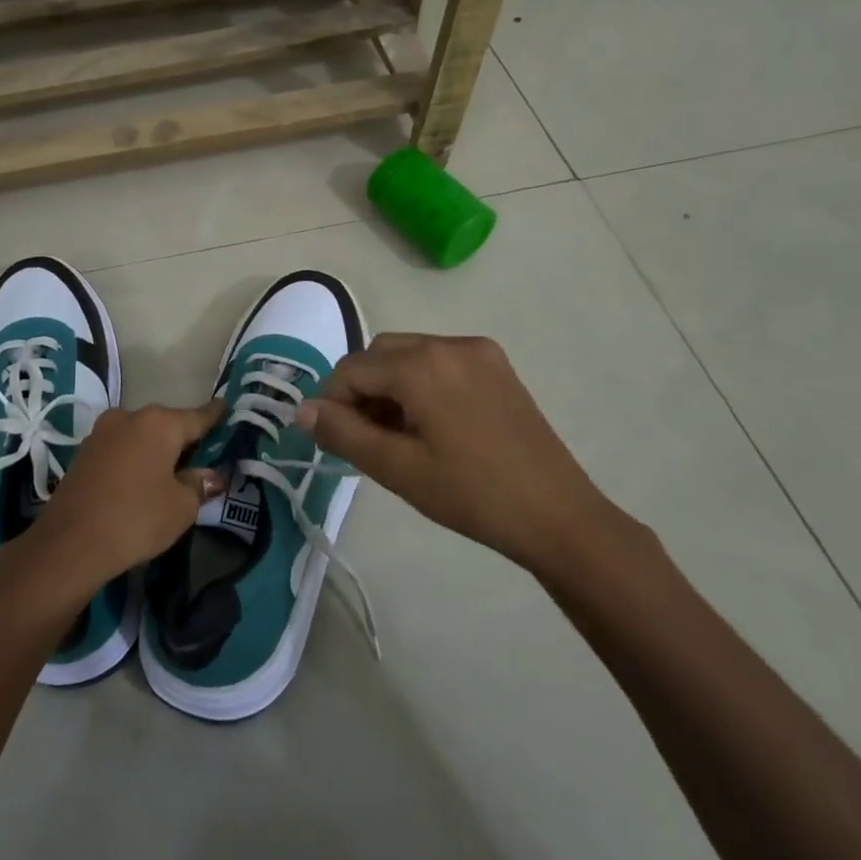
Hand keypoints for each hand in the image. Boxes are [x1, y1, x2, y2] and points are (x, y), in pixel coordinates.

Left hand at [24, 399, 226, 598]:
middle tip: (201, 458)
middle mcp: (130, 416)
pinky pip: (121, 449)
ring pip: (140, 436)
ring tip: (170, 473)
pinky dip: (134, 459)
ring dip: (155, 450)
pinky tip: (140, 481)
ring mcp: (102, 432)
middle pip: (167, 424)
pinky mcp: (83, 452)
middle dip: (183, 439)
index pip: (198, 416)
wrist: (70, 542)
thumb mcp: (182, 507)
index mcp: (160, 423)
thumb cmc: (137, 518)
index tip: (226, 407)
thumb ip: (199, 484)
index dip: (215, 416)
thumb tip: (211, 475)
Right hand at [295, 333, 617, 572]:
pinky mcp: (497, 366)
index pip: (351, 369)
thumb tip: (302, 410)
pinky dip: (420, 384)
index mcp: (422, 364)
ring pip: (409, 356)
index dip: (331, 402)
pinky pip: (439, 362)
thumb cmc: (471, 495)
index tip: (332, 440)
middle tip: (363, 438)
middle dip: (360, 391)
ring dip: (389, 386)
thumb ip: (342, 433)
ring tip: (396, 435)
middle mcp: (448, 344)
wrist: (558, 515)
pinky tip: (429, 425)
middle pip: (379, 355)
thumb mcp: (396, 468)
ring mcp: (478, 352)